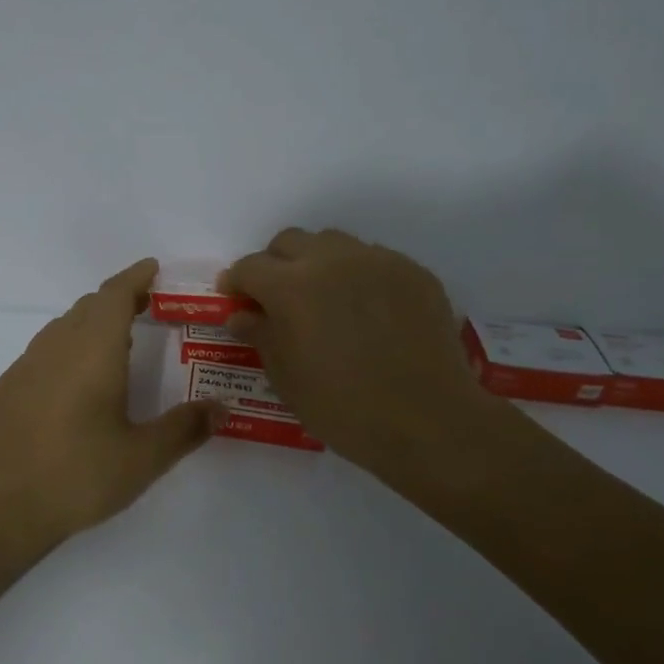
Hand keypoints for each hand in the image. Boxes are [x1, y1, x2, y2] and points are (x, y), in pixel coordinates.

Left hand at [0, 259, 218, 553]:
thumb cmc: (76, 477)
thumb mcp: (142, 458)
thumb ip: (185, 428)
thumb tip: (221, 408)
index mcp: (91, 351)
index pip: (114, 296)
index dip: (135, 277)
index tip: (152, 267)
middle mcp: (54, 348)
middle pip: (87, 308)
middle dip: (117, 300)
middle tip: (145, 306)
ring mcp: (22, 369)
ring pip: (61, 330)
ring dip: (89, 325)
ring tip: (114, 344)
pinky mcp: (3, 392)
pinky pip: (41, 355)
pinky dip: (65, 352)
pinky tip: (72, 386)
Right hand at [222, 228, 504, 477]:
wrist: (427, 421)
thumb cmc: (343, 408)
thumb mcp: (287, 378)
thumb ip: (261, 336)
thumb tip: (242, 315)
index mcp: (292, 286)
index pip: (250, 267)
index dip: (236, 283)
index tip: (236, 301)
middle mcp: (333, 260)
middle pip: (290, 242)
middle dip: (275, 265)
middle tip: (277, 299)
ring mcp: (378, 261)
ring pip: (334, 243)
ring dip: (317, 264)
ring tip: (324, 300)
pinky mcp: (414, 273)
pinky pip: (375, 260)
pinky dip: (358, 277)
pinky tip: (366, 313)